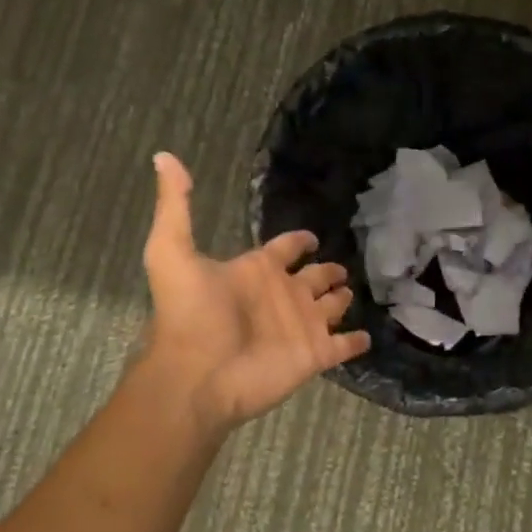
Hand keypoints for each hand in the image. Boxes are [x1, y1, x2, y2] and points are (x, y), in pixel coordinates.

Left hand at [140, 152, 370, 430]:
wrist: (197, 375)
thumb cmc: (189, 314)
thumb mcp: (172, 250)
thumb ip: (175, 205)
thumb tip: (164, 156)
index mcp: (255, 271)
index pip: (284, 249)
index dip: (298, 242)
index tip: (311, 238)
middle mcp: (282, 296)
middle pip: (313, 278)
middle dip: (328, 271)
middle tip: (342, 267)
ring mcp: (301, 326)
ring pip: (330, 309)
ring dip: (341, 301)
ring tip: (353, 294)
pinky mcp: (315, 355)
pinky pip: (343, 346)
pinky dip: (355, 342)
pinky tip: (368, 336)